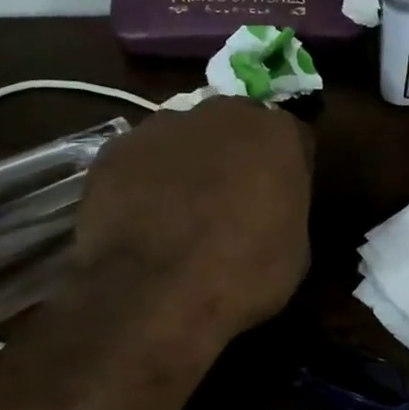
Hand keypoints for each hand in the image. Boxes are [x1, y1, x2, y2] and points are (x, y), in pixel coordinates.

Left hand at [73, 97, 312, 346]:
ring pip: (182, 138)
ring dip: (186, 164)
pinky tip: (140, 219)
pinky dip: (142, 182)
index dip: (285, 170)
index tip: (280, 198)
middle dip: (234, 155)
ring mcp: (162, 126)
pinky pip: (138, 161)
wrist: (154, 295)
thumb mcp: (294, 251)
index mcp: (276, 134)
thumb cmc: (242, 276)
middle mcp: (221, 114)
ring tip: (178, 213)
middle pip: (234, 127)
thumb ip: (285, 209)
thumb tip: (270, 210)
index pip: (292, 139)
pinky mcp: (114, 150)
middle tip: (230, 200)